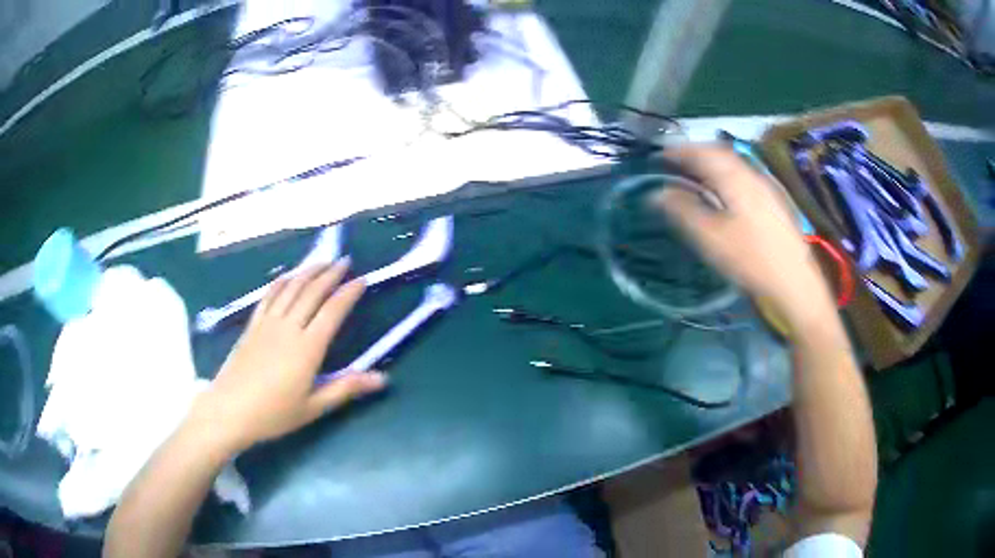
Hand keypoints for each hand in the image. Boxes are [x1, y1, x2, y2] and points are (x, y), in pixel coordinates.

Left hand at [192, 260, 386, 453]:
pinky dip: (281, 282)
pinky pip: (269, 296)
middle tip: (344, 261)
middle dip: (330, 274)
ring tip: (322, 261)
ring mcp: (268, 323)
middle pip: (312, 293)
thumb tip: (382, 378)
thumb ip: (346, 388)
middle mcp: (289, 327)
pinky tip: (287, 276)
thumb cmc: (274, 413)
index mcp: (308, 348)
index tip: (362, 280)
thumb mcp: (314, 407)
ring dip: (308, 272)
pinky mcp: (252, 325)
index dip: (348, 294)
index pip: (333, 312)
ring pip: (291, 289)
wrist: (230, 410)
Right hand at [656, 144, 834, 326]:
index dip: (679, 151)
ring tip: (694, 176)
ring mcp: (766, 187)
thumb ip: (683, 211)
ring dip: (711, 165)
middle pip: (720, 153)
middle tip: (674, 163)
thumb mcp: (711, 238)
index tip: (659, 155)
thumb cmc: (751, 260)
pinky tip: (723, 194)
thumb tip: (656, 193)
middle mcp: (752, 174)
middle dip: (695, 154)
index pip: (703, 151)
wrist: (795, 283)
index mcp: (735, 177)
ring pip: (733, 165)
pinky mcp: (774, 202)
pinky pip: (743, 177)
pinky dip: (725, 177)